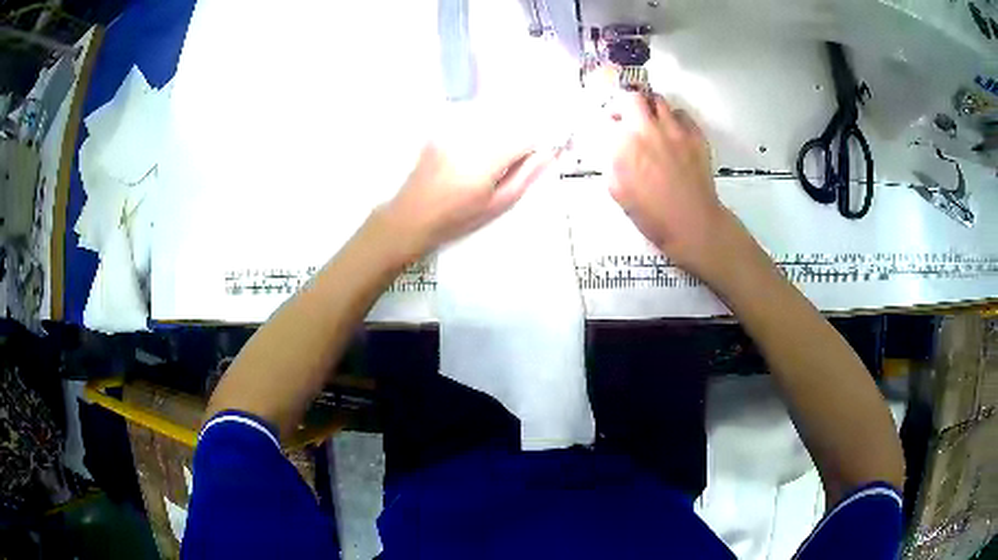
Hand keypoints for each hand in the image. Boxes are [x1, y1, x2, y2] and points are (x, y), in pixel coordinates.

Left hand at [380, 114, 556, 259]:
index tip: (540, 153)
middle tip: (514, 161)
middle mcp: (470, 139)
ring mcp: (451, 133)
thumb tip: (549, 154)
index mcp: (486, 160)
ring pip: (489, 122)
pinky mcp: (439, 132)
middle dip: (517, 138)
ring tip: (488, 162)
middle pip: (508, 124)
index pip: (525, 137)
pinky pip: (469, 124)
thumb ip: (525, 176)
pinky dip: (478, 133)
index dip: (537, 144)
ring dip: (499, 134)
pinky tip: (469, 156)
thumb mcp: (496, 205)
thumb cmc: (456, 218)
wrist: (411, 217)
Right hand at [607, 92, 737, 277]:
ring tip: (652, 122)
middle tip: (630, 116)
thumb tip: (614, 144)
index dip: (609, 119)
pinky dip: (674, 119)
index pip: (609, 115)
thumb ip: (612, 160)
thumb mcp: (618, 191)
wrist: (692, 224)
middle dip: (627, 104)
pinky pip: (682, 114)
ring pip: (658, 100)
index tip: (612, 125)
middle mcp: (648, 129)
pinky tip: (673, 133)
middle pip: (632, 96)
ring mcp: (675, 130)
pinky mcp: (696, 135)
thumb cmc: (652, 214)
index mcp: (624, 144)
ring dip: (651, 108)